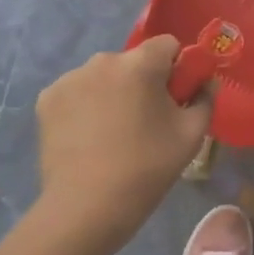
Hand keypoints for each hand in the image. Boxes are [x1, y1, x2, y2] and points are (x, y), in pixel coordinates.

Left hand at [32, 36, 211, 254]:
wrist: (85, 210)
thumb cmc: (146, 169)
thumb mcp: (191, 135)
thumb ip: (206, 98)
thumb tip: (206, 82)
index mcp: (140, 64)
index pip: (167, 45)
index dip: (176, 68)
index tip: (174, 99)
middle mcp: (102, 60)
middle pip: (133, 61)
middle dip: (142, 81)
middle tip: (145, 121)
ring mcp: (70, 79)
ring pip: (104, 76)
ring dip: (112, 92)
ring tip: (112, 133)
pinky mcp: (47, 100)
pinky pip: (77, 91)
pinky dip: (85, 105)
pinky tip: (87, 136)